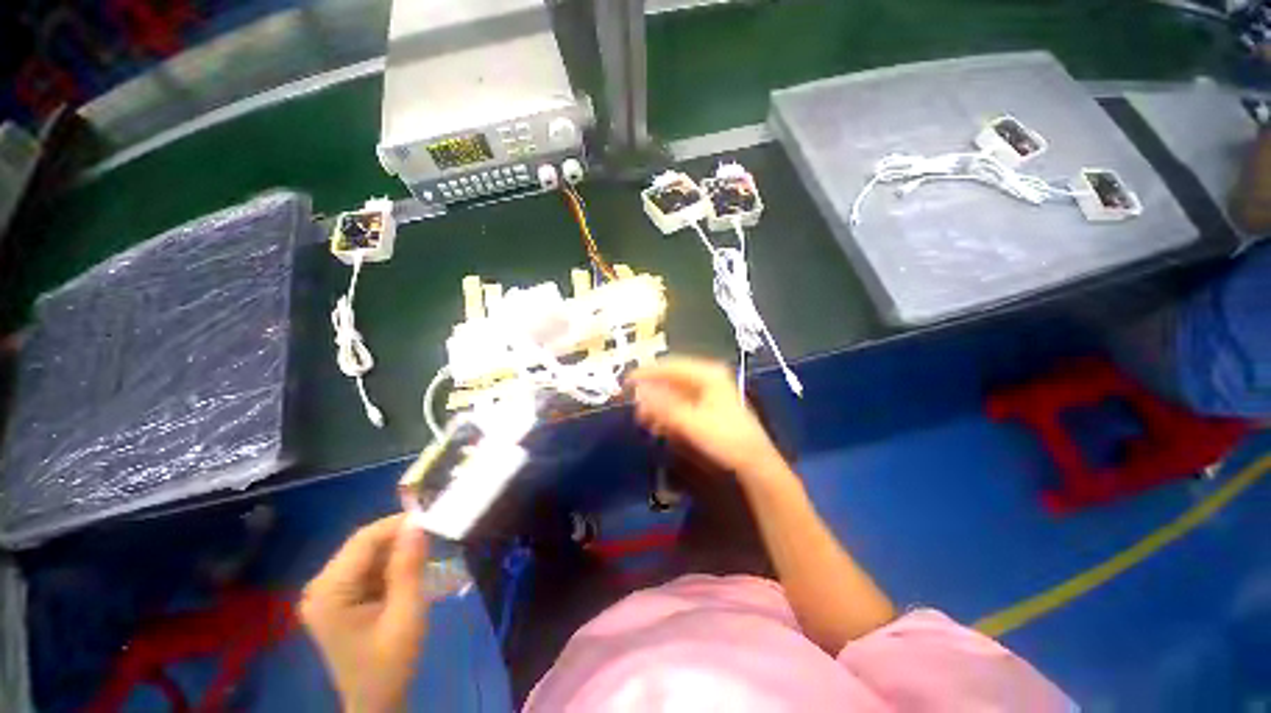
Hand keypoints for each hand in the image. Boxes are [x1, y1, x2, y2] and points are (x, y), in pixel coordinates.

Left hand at [301, 514, 429, 712]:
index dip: (398, 524)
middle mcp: (319, 587)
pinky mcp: (336, 597)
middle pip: (363, 545)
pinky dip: (390, 566)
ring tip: (424, 561)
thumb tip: (418, 523)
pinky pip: (366, 567)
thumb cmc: (391, 662)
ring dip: (396, 553)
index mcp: (329, 592)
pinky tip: (407, 576)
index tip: (433, 520)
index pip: (364, 540)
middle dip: (399, 539)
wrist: (377, 701)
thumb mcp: (407, 613)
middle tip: (432, 542)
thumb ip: (409, 566)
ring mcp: (326, 592)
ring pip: (367, 553)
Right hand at [628, 357, 791, 488]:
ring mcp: (710, 392)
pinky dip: (669, 412)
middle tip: (633, 403)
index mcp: (707, 374)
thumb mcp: (690, 421)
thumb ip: (662, 406)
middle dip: (652, 391)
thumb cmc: (724, 438)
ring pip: (676, 392)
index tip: (626, 382)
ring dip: (659, 403)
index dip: (647, 373)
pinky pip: (682, 403)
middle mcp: (708, 377)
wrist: (753, 462)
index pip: (670, 366)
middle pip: (672, 378)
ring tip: (643, 418)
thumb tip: (637, 392)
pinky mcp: (709, 407)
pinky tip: (658, 425)